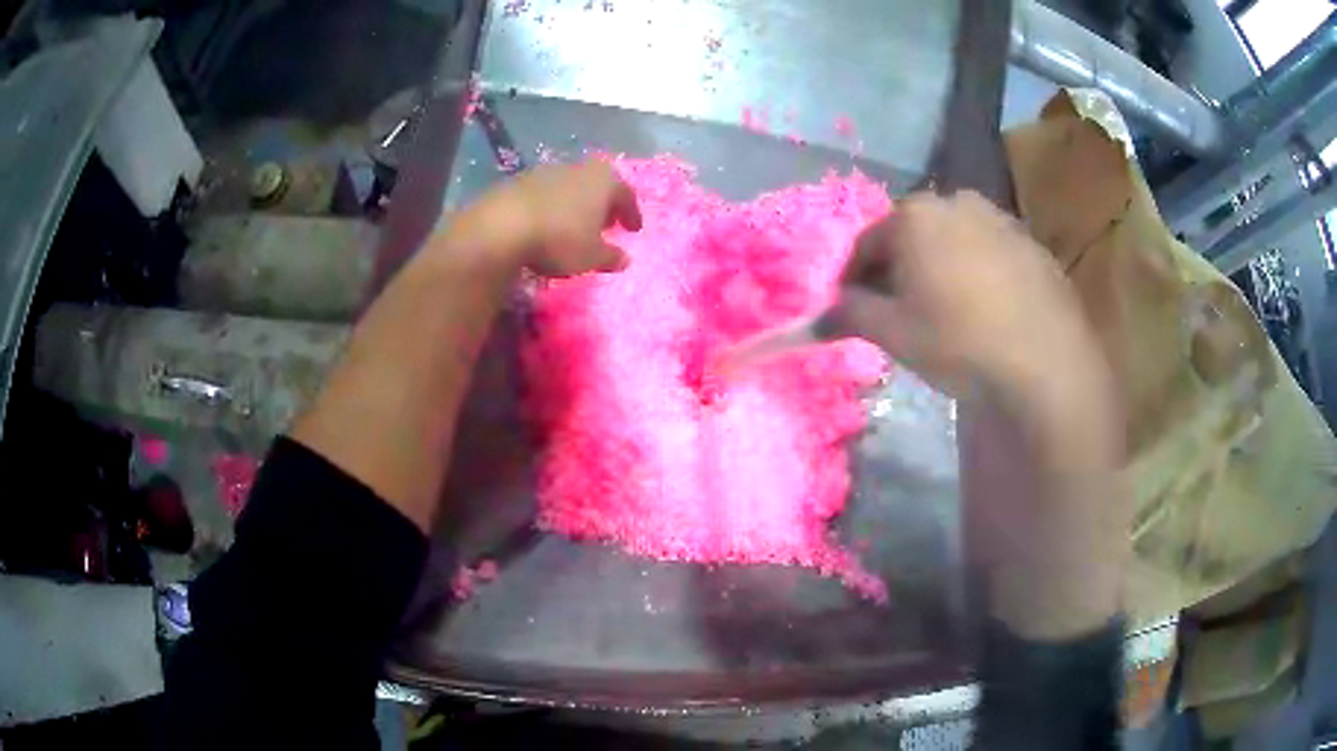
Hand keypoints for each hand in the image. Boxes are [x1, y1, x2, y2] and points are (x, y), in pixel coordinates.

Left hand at [457, 160, 642, 276]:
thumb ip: (611, 257)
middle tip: (606, 222)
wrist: (502, 226)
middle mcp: (578, 169)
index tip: (633, 229)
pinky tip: (547, 223)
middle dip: (603, 204)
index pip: (626, 194)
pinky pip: (545, 193)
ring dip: (576, 203)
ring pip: (571, 186)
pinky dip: (552, 206)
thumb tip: (625, 259)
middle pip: (598, 185)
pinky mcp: (519, 181)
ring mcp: (547, 172)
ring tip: (575, 224)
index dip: (631, 213)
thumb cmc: (560, 240)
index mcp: (604, 182)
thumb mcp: (591, 257)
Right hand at [829, 190, 1108, 412]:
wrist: (1045, 361)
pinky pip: (990, 253)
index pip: (866, 245)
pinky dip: (978, 273)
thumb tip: (813, 320)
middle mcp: (956, 202)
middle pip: (912, 237)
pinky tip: (985, 310)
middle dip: (899, 269)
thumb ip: (849, 315)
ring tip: (944, 310)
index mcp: (914, 215)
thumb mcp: (893, 333)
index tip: (850, 309)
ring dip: (940, 268)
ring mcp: (1000, 219)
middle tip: (897, 310)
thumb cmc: (959, 340)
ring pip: (954, 242)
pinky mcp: (1032, 244)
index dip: (852, 280)